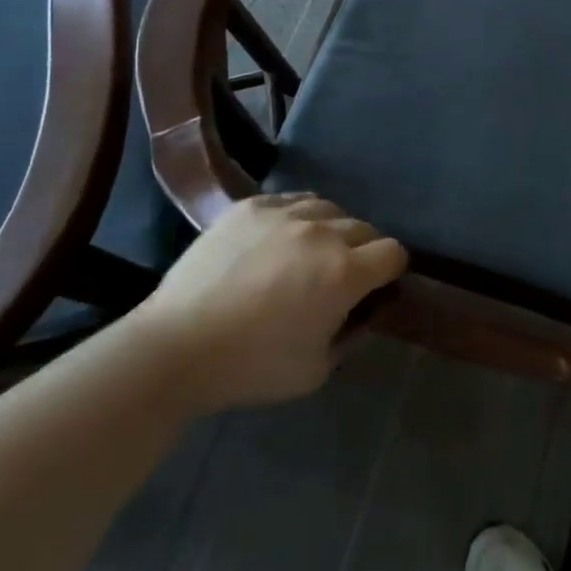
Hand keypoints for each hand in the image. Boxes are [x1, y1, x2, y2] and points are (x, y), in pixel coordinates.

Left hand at [135, 193, 406, 412]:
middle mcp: (323, 232)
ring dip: (331, 230)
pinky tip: (279, 239)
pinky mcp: (252, 206)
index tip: (375, 288)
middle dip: (362, 251)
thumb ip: (353, 335)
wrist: (176, 347)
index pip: (394, 253)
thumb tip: (368, 311)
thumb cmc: (252, 367)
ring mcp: (285, 213)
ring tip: (309, 253)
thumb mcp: (316, 370)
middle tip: (338, 277)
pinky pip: (292, 200)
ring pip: (330, 208)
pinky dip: (297, 217)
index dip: (390, 271)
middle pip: (365, 228)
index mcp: (345, 272)